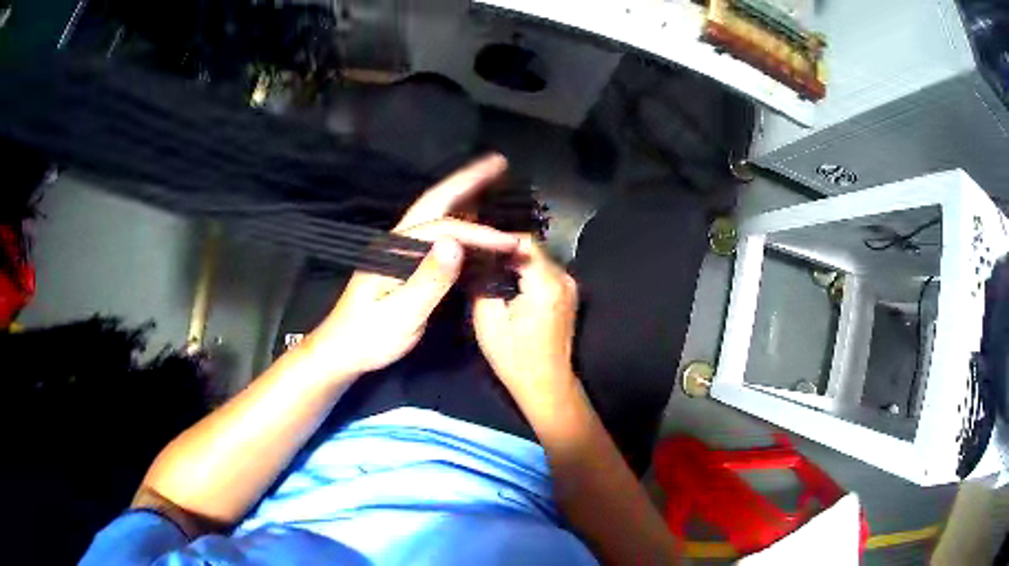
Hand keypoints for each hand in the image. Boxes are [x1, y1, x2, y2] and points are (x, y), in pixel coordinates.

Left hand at [307, 155, 516, 377]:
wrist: (344, 348)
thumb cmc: (370, 336)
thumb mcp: (400, 315)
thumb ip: (427, 281)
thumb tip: (456, 243)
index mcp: (394, 249)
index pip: (444, 230)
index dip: (480, 234)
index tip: (511, 244)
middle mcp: (396, 239)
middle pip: (435, 201)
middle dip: (467, 179)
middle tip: (499, 162)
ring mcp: (398, 248)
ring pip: (434, 211)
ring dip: (463, 191)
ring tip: (492, 178)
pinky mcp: (403, 259)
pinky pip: (435, 229)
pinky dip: (458, 215)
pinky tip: (473, 216)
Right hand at [472, 237, 579, 411]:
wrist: (547, 384)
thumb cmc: (515, 357)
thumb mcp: (487, 321)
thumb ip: (482, 283)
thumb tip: (473, 260)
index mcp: (546, 283)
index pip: (523, 241)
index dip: (497, 238)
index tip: (474, 242)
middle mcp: (564, 278)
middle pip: (531, 248)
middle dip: (503, 249)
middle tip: (476, 253)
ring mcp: (569, 285)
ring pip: (537, 258)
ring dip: (514, 260)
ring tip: (487, 265)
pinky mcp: (568, 293)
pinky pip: (543, 271)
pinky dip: (524, 271)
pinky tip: (505, 279)